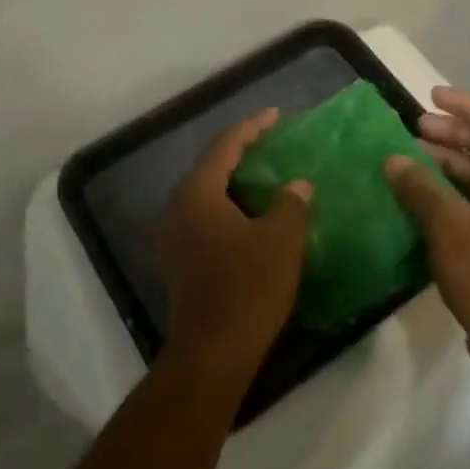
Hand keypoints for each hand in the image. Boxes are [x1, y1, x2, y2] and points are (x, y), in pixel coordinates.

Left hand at [154, 108, 310, 386]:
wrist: (212, 353)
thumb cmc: (248, 288)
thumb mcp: (281, 240)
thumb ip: (290, 204)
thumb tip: (296, 186)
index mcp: (197, 194)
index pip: (225, 147)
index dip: (252, 127)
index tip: (276, 115)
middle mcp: (176, 209)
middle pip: (211, 168)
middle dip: (241, 153)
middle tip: (271, 143)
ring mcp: (173, 238)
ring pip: (206, 196)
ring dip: (234, 183)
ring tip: (264, 175)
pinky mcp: (178, 262)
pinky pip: (204, 218)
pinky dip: (227, 208)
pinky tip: (250, 215)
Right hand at [385, 87, 469, 349]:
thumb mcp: (449, 226)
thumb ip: (420, 187)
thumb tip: (393, 160)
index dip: (466, 104)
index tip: (432, 97)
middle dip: (454, 132)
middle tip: (416, 126)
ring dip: (451, 158)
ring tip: (412, 152)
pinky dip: (454, 185)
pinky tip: (423, 186)